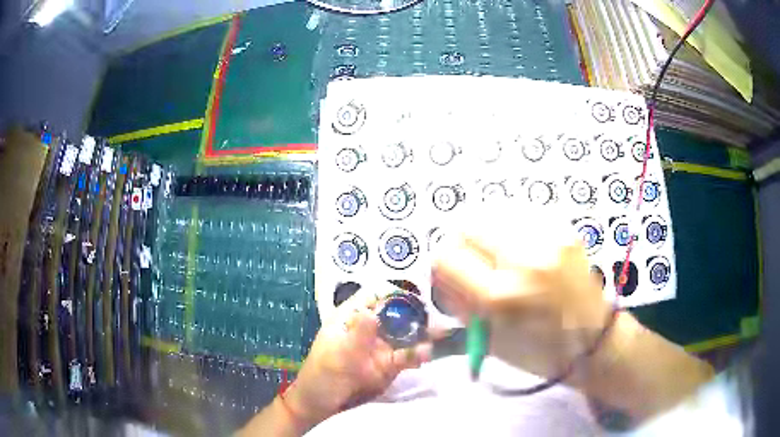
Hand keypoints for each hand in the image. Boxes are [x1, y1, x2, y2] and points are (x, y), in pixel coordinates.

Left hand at [284, 287, 432, 428]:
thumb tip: (373, 311)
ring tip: (439, 332)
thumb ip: (358, 334)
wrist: (322, 404)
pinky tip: (425, 354)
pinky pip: (407, 355)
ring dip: (421, 332)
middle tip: (437, 314)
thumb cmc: (323, 375)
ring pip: (405, 333)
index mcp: (351, 317)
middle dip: (416, 312)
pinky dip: (418, 353)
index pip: (374, 295)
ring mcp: (380, 345)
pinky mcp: (389, 364)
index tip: (417, 294)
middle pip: (396, 312)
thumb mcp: (339, 354)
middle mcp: (369, 327)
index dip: (394, 291)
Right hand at [432, 212, 611, 379]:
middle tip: (475, 261)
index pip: (446, 257)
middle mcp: (524, 259)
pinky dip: (514, 227)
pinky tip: (524, 248)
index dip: (442, 265)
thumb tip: (440, 270)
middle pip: (468, 223)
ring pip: (494, 211)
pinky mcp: (565, 229)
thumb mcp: (489, 338)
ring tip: (501, 253)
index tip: (452, 273)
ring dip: (489, 232)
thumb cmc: (539, 350)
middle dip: (464, 243)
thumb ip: (458, 301)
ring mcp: (549, 239)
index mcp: (501, 297)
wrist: (593, 339)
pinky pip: (523, 213)